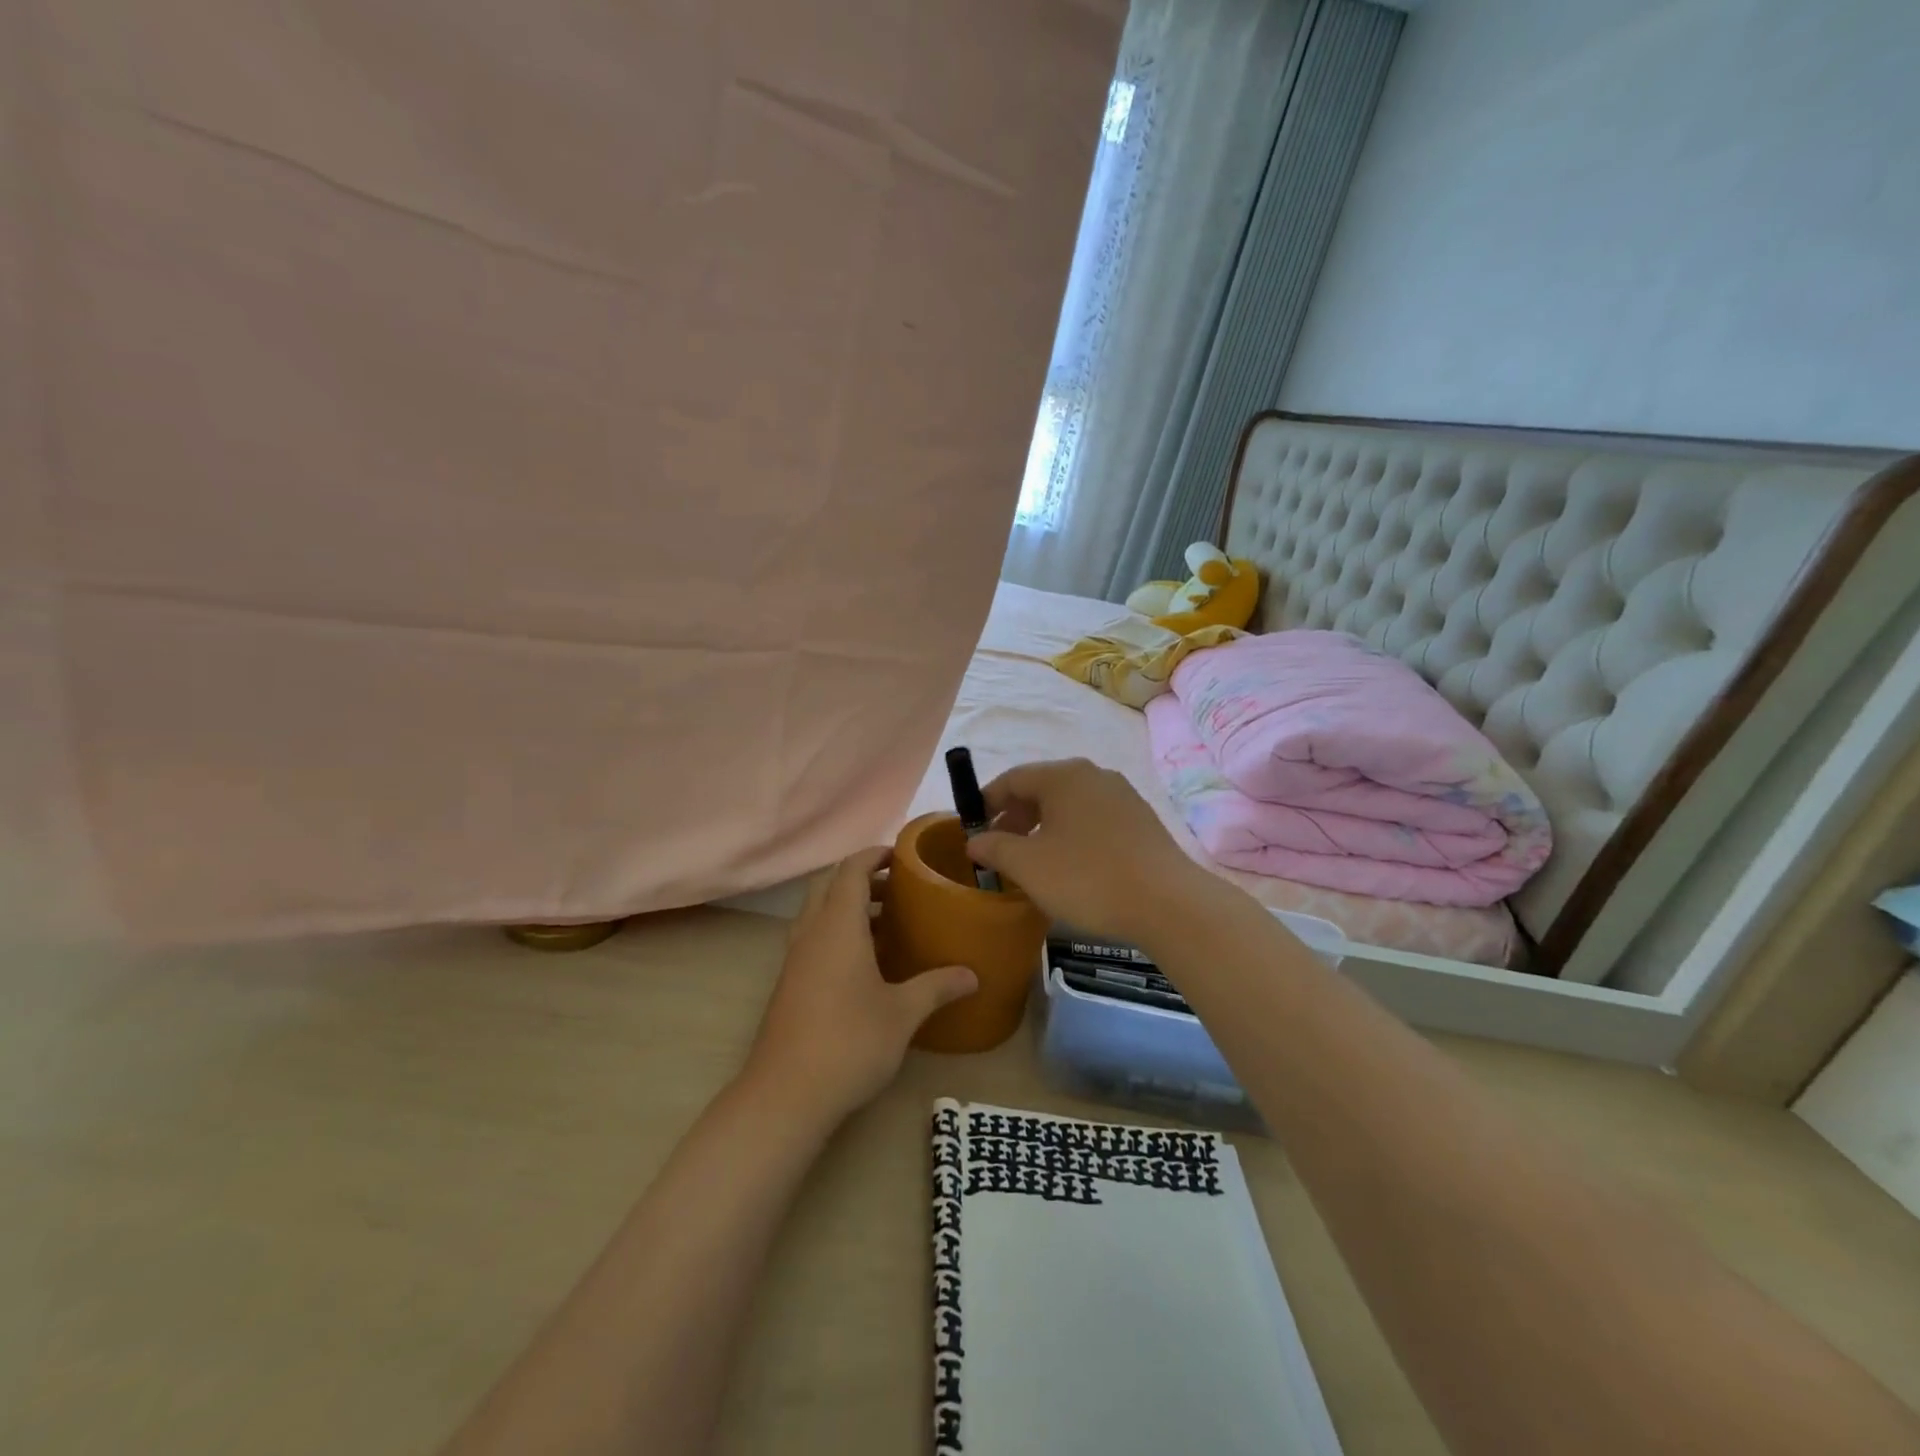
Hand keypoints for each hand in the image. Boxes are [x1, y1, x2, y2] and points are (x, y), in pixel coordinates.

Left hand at [745, 847, 976, 1126]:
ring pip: (819, 912)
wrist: (785, 1095)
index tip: (901, 856)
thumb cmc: (849, 1042)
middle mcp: (811, 932)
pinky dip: (838, 932)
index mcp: (838, 926)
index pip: (851, 870)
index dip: (874, 855)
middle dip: (862, 877)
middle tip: (898, 887)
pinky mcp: (790, 983)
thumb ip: (937, 987)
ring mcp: (795, 958)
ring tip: (889, 921)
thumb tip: (973, 974)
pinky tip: (866, 962)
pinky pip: (814, 937)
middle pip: (829, 884)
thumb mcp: (903, 1014)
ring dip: (849, 906)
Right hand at [965, 758, 1204, 944]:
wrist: (1168, 904)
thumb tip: (974, 840)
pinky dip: (1071, 835)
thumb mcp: (1028, 866)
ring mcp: (1122, 796)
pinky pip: (1093, 819)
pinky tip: (1070, 867)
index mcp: (1063, 776)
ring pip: (1069, 805)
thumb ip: (994, 847)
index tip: (971, 829)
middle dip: (1015, 817)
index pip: (1012, 778)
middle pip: (1042, 789)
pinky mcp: (1141, 821)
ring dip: (1043, 828)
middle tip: (999, 849)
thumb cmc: (1088, 878)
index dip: (986, 802)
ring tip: (1031, 862)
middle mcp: (1094, 775)